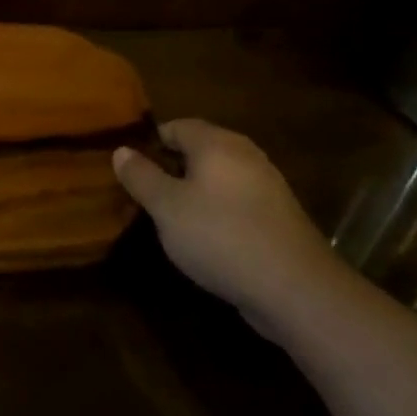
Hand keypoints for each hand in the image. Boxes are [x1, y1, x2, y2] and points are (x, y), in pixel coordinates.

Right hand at [114, 119, 340, 333]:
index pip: (175, 126)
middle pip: (199, 150)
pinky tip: (205, 239)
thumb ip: (141, 176)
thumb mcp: (166, 207)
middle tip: (144, 193)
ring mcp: (267, 185)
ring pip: (218, 177)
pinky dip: (216, 211)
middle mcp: (245, 155)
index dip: (149, 142)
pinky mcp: (278, 217)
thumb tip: (121, 150)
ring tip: (169, 218)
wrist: (296, 289)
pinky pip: (236, 202)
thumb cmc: (220, 236)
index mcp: (216, 143)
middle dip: (170, 167)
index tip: (129, 167)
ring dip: (193, 191)